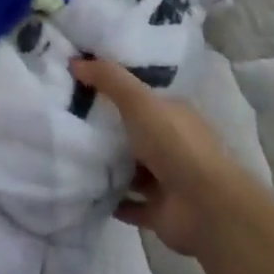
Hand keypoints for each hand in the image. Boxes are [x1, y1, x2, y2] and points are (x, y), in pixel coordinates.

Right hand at [74, 57, 246, 256]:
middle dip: (106, 128)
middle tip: (66, 118)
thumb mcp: (139, 101)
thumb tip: (75, 61)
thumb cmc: (175, 145)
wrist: (207, 208)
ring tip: (70, 153)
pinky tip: (83, 190)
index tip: (80, 84)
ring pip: (131, 169)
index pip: (142, 97)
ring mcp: (167, 180)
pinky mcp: (159, 212)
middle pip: (134, 133)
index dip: (114, 89)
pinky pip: (128, 204)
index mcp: (173, 115)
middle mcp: (172, 145)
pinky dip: (110, 199)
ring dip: (107, 165)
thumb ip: (109, 79)